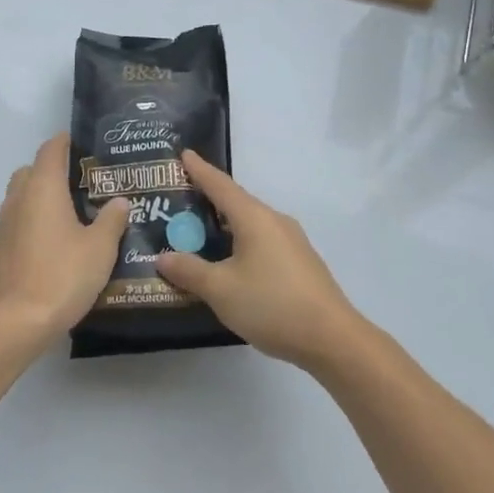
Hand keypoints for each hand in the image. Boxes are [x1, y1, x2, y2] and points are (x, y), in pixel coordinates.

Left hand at [0, 134, 130, 343]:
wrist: (15, 323)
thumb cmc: (63, 276)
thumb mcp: (100, 248)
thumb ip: (111, 220)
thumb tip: (119, 201)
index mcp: (43, 189)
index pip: (50, 150)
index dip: (64, 142)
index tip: (79, 144)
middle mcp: (16, 200)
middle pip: (29, 173)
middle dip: (49, 173)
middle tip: (76, 187)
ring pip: (17, 201)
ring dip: (36, 203)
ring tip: (62, 222)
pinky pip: (10, 229)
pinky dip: (25, 230)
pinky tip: (42, 252)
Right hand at [157, 152, 362, 369]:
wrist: (331, 338)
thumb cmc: (271, 304)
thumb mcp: (221, 290)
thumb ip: (190, 271)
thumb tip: (162, 257)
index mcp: (254, 217)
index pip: (220, 185)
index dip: (199, 170)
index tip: (183, 154)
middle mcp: (274, 221)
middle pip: (236, 202)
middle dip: (208, 199)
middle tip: (179, 199)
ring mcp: (291, 241)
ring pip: (250, 224)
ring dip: (224, 224)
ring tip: (198, 231)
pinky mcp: (299, 262)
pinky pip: (261, 241)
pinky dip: (239, 242)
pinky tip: (228, 261)